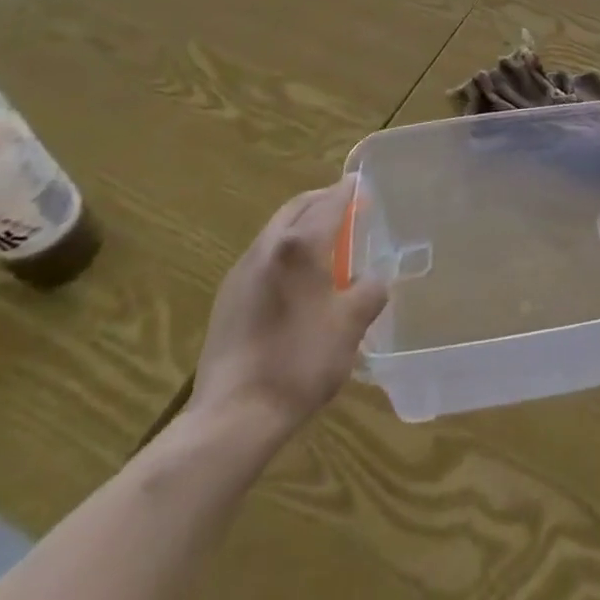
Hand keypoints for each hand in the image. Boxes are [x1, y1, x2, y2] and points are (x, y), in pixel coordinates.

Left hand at [188, 179, 388, 435]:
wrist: (233, 416)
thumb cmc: (301, 360)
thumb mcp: (351, 324)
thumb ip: (370, 291)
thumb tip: (373, 280)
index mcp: (300, 246)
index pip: (329, 203)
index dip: (348, 191)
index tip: (361, 183)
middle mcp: (267, 249)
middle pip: (296, 209)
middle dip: (321, 201)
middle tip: (346, 206)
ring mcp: (241, 274)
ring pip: (276, 232)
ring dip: (301, 225)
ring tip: (326, 241)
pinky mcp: (227, 300)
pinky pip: (263, 258)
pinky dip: (285, 251)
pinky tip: (297, 279)